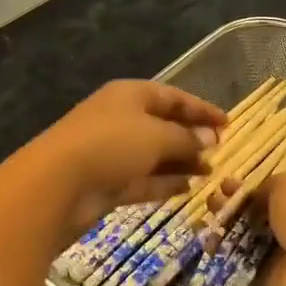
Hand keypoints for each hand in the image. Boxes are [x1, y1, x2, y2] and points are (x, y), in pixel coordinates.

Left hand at [24, 80, 228, 235]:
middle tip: (220, 151)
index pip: (173, 96)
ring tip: (209, 172)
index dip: (201, 109)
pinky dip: (164, 182)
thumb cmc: (112, 145)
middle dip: (192, 137)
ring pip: (153, 154)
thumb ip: (187, 138)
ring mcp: (111, 151)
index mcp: (131, 95)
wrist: (57, 184)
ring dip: (181, 162)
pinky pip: (142, 178)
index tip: (228, 122)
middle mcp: (120, 119)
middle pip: (163, 124)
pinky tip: (188, 189)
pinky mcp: (106, 181)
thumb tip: (210, 140)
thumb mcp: (158, 136)